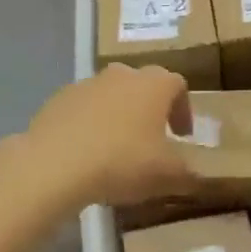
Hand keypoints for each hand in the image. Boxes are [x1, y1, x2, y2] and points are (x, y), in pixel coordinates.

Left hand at [26, 65, 198, 209]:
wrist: (54, 165)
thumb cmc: (122, 162)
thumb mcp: (167, 176)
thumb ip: (187, 174)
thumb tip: (196, 177)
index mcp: (155, 84)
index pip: (178, 86)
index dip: (183, 110)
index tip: (182, 136)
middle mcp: (123, 74)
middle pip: (143, 85)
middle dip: (149, 109)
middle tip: (151, 138)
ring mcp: (87, 84)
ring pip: (111, 95)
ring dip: (118, 115)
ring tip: (116, 148)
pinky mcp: (58, 99)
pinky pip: (82, 109)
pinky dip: (89, 124)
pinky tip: (86, 153)